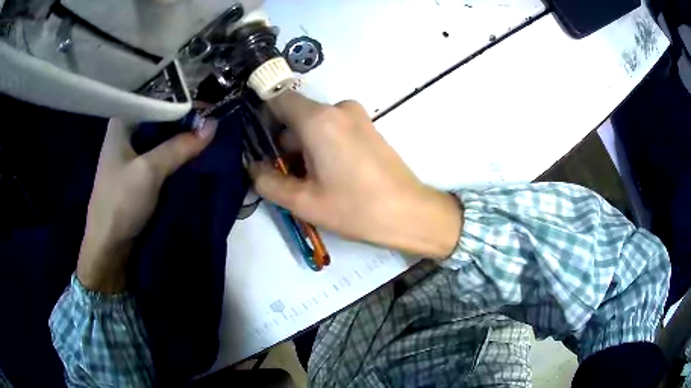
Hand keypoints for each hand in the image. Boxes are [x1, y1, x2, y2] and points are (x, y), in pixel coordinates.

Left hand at [77, 117, 215, 292]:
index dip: (182, 100)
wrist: (109, 246)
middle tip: (213, 117)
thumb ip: (180, 146)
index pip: (156, 100)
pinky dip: (177, 154)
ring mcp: (132, 155)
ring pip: (162, 138)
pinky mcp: (139, 174)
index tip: (207, 103)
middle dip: (185, 119)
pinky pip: (162, 156)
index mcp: (122, 122)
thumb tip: (213, 125)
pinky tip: (194, 152)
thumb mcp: (150, 170)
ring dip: (182, 138)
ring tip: (209, 132)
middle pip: (160, 119)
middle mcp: (127, 133)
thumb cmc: (120, 202)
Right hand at [251, 92, 461, 258]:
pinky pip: (333, 130)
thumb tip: (253, 168)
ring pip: (314, 125)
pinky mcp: (368, 128)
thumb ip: (269, 182)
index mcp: (319, 119)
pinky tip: (328, 177)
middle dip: (284, 144)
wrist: (410, 214)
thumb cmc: (356, 208)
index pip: (278, 100)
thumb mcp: (304, 201)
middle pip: (296, 117)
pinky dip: (322, 147)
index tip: (258, 145)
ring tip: (308, 184)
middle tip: (283, 177)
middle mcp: (338, 108)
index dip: (263, 118)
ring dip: (303, 149)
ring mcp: (357, 116)